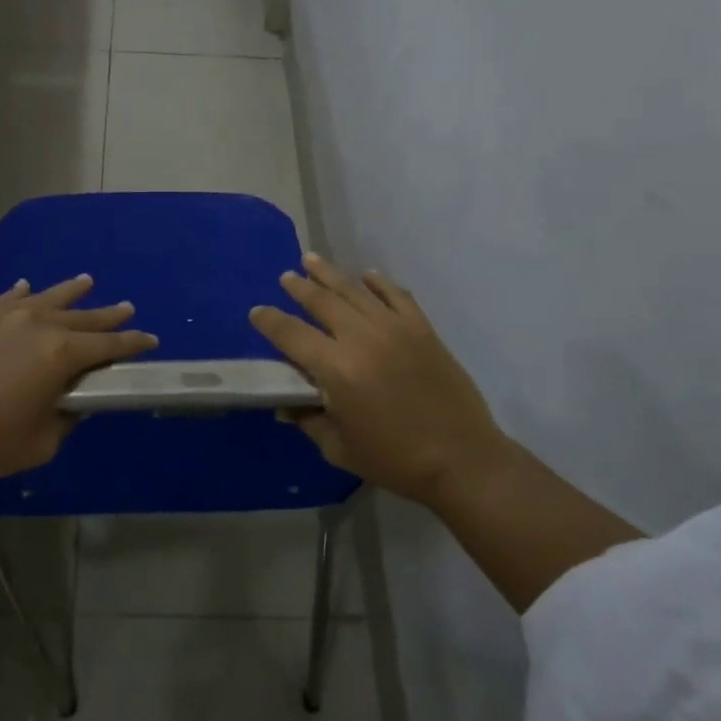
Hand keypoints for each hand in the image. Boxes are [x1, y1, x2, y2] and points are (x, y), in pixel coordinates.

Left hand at [0, 275, 157, 478]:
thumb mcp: (40, 442)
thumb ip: (66, 419)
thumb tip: (74, 401)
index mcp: (61, 354)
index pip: (108, 346)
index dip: (133, 343)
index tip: (150, 339)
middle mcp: (40, 324)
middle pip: (84, 317)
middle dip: (109, 316)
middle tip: (127, 309)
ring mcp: (7, 315)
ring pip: (49, 297)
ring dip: (72, 291)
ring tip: (88, 281)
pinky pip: (9, 297)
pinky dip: (23, 292)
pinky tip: (27, 286)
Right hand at [249, 254, 511, 507]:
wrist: (463, 460)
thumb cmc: (395, 460)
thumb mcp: (340, 449)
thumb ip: (308, 420)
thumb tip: (286, 404)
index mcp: (337, 369)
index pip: (292, 335)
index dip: (270, 321)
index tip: (257, 312)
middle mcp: (362, 338)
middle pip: (322, 302)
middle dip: (299, 287)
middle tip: (286, 276)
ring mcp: (395, 328)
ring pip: (355, 291)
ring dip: (330, 274)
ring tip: (312, 260)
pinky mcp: (422, 329)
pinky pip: (396, 295)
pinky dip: (379, 283)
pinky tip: (368, 276)